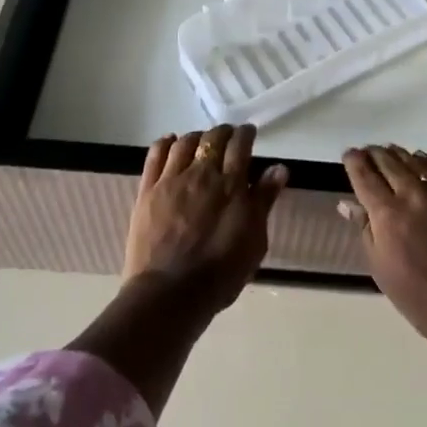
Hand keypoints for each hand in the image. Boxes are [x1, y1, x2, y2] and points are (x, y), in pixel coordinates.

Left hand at [124, 125, 286, 313]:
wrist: (170, 293)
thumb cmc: (221, 272)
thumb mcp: (254, 240)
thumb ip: (264, 200)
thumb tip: (279, 168)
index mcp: (231, 184)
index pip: (240, 145)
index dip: (245, 134)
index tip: (249, 134)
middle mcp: (202, 174)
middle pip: (213, 138)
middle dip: (223, 132)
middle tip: (228, 137)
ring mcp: (171, 180)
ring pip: (185, 142)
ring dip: (197, 136)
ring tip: (201, 142)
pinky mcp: (147, 191)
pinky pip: (155, 155)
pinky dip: (165, 143)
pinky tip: (171, 141)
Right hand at [342, 145, 426, 355]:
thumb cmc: (420, 298)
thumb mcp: (382, 269)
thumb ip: (365, 230)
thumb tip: (348, 204)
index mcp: (387, 214)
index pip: (365, 176)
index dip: (354, 162)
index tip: (348, 154)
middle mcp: (412, 194)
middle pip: (388, 162)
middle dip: (373, 154)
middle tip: (365, 152)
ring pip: (413, 160)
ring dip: (396, 154)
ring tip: (388, 152)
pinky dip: (422, 161)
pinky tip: (418, 160)